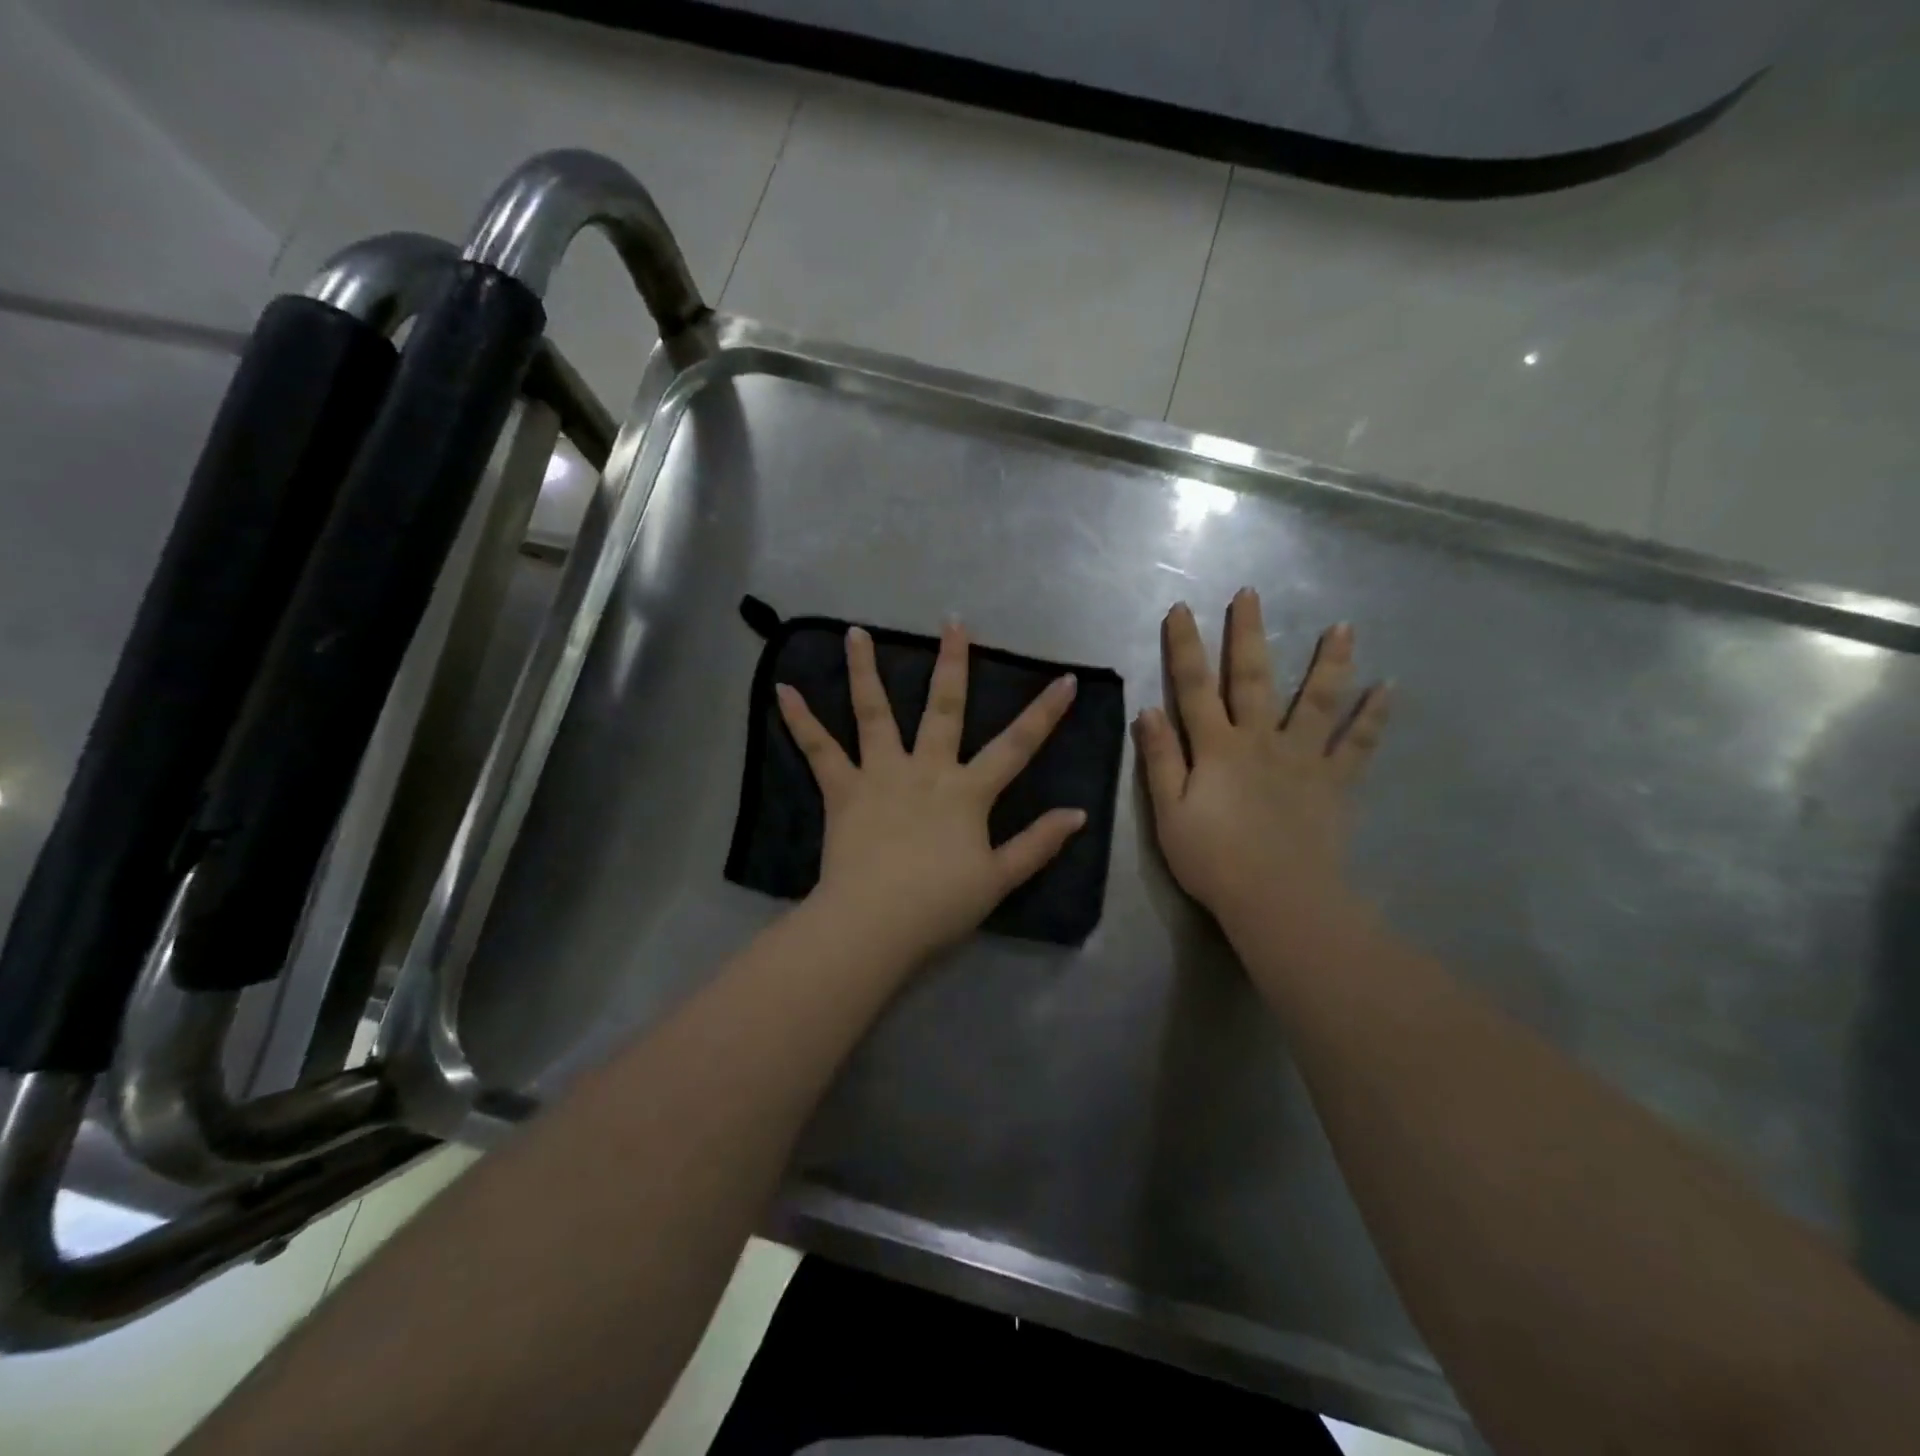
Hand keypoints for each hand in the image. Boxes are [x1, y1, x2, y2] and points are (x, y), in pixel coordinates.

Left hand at [776, 621, 1086, 963]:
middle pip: (943, 707)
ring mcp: (881, 774)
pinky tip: (782, 689)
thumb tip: (1078, 813)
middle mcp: (926, 769)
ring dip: (865, 670)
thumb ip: (1038, 843)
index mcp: (968, 791)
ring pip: (874, 712)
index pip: (1017, 745)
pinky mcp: (843, 789)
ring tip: (855, 632)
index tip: (1066, 678)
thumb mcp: (1000, 879)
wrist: (875, 923)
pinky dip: (799, 719)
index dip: (1045, 712)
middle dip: (952, 663)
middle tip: (953, 622)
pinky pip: (818, 749)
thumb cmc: (940, 904)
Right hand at [1135, 591, 1389, 932]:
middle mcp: (1260, 740)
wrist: (1278, 899)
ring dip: (1328, 662)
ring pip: (1316, 701)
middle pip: (1252, 678)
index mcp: (1216, 747)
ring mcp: (1303, 758)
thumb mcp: (1169, 812)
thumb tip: (1149, 710)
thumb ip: (1160, 759)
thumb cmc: (1213, 859)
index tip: (1182, 609)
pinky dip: (1374, 717)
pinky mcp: (1334, 782)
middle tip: (1251, 594)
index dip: (1185, 647)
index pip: (1194, 687)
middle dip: (1248, 634)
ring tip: (1343, 627)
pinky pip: (1358, 745)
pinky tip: (1389, 688)